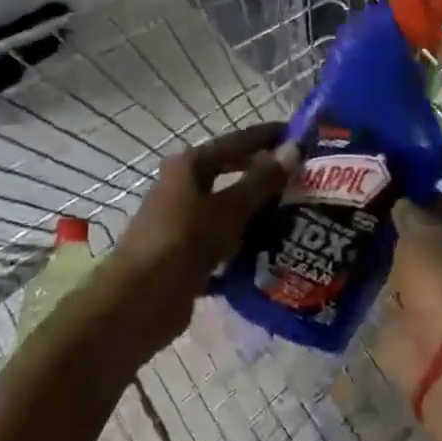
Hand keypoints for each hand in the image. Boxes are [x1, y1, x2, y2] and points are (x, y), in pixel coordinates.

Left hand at [107, 123, 294, 345]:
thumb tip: (295, 148)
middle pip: (231, 174)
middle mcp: (183, 188)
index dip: (267, 138)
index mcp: (189, 167)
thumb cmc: (182, 242)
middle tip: (304, 177)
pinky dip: (245, 244)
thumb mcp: (228, 209)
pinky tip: (273, 250)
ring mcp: (183, 222)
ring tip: (297, 213)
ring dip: (258, 211)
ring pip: (228, 209)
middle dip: (265, 175)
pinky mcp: (186, 255)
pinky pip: (224, 242)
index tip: (301, 136)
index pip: (236, 142)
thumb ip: (262, 180)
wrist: (137, 304)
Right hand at [376, 168, 441, 397]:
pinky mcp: (421, 301)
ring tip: (368, 206)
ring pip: (424, 242)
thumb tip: (404, 203)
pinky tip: (362, 245)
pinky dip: (389, 261)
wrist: (439, 349)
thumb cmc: (440, 277)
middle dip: (421, 196)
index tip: (424, 151)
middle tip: (385, 176)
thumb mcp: (420, 232)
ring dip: (403, 230)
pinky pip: (404, 272)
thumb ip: (410, 213)